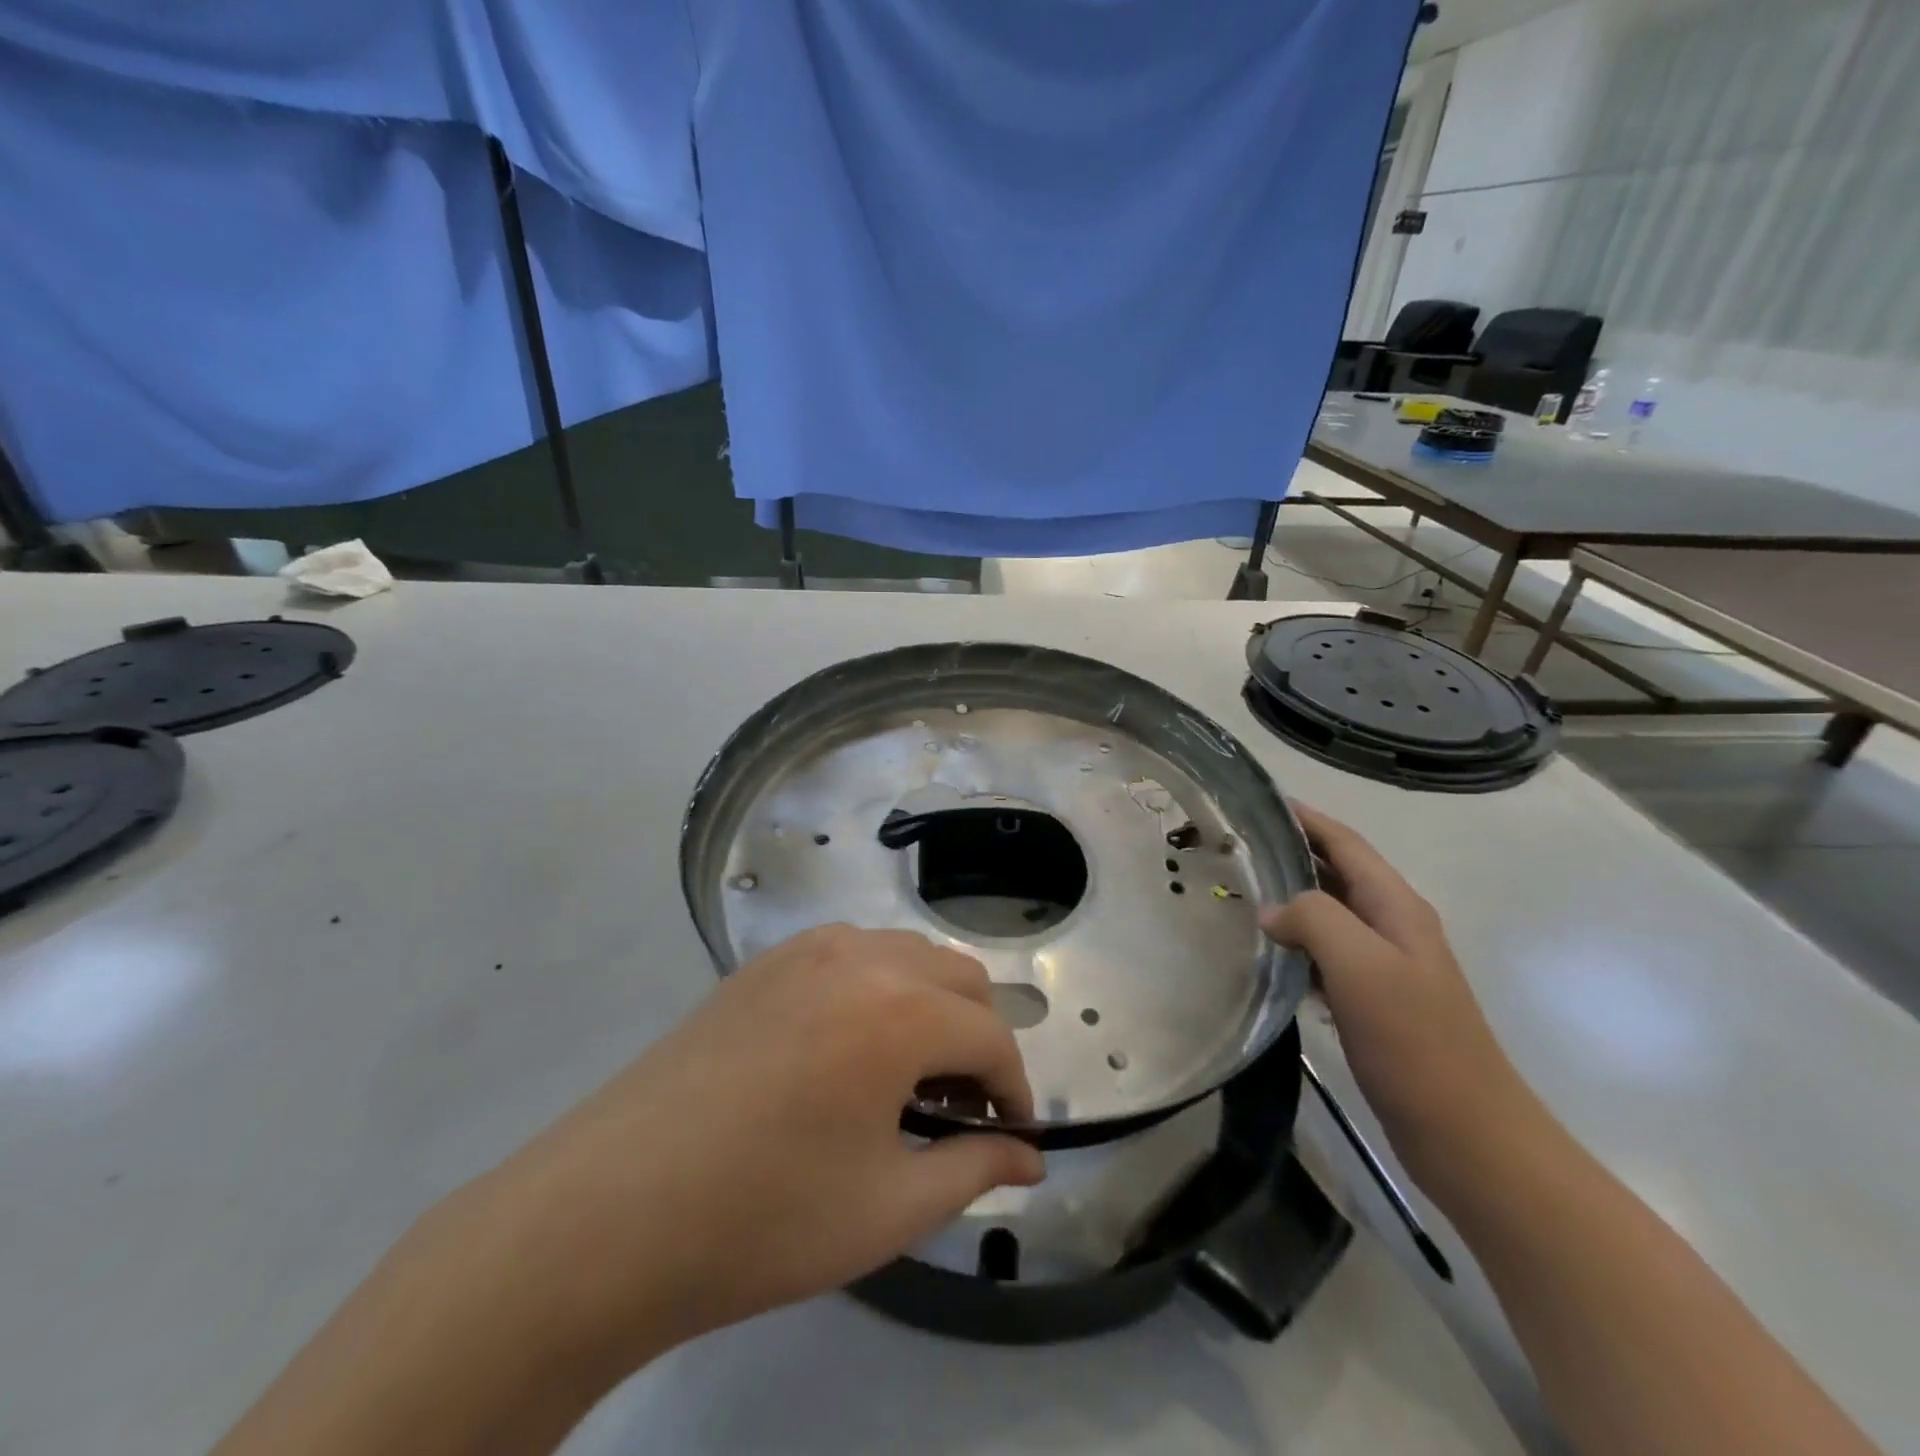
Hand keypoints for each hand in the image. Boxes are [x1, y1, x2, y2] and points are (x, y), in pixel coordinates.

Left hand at [452, 924, 1044, 1370]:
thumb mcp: (888, 1208)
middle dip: (977, 1039)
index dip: (1014, 1090)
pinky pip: (852, 954)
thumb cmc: (763, 1218)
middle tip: (959, 1110)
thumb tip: (1029, 1157)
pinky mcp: (764, 962)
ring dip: (930, 1007)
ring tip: (904, 1080)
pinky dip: (878, 989)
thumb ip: (974, 1169)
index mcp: (899, 1010)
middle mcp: (860, 956)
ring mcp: (806, 949)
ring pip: (906, 956)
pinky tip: (846, 1050)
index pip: (991, 1038)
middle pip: (959, 977)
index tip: (1009, 1138)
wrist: (608, 1212)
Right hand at [1261, 804, 1545, 1198]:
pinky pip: (1327, 953)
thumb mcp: (1362, 967)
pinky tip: (1268, 952)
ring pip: (1330, 913)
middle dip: (1293, 852)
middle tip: (1237, 845)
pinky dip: (1297, 941)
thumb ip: (1315, 919)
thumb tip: (1272, 911)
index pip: (1346, 843)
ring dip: (1291, 896)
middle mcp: (1393, 927)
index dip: (1306, 818)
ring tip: (1242, 890)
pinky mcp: (1374, 1002)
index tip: (1260, 800)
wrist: (1467, 1135)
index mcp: (1396, 907)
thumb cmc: (1416, 1043)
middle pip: (1338, 872)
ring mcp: (1386, 967)